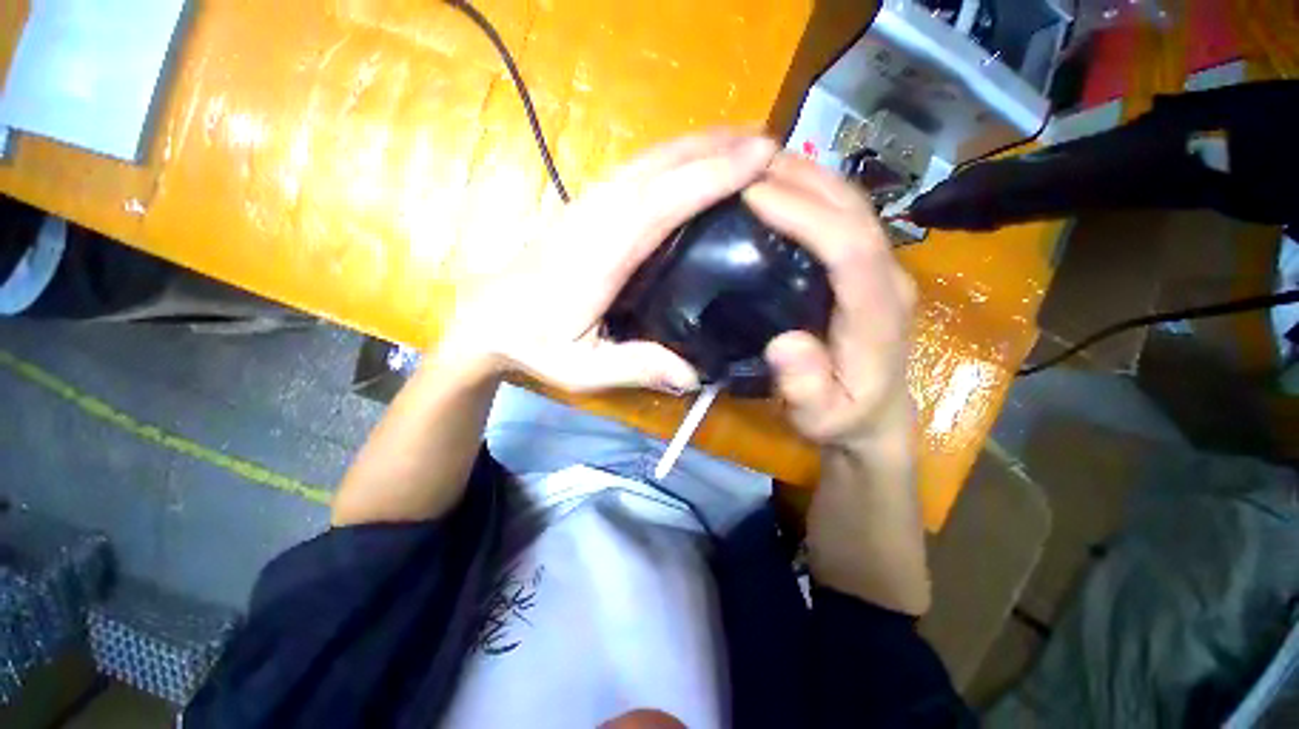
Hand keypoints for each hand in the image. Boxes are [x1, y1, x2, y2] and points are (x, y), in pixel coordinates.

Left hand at [439, 131, 778, 392]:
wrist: (486, 317)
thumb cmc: (534, 343)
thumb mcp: (582, 369)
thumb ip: (637, 368)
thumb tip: (694, 374)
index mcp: (600, 255)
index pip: (661, 202)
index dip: (710, 177)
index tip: (758, 158)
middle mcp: (596, 217)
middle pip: (660, 167)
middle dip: (716, 148)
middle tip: (769, 142)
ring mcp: (589, 205)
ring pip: (649, 161)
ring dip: (698, 145)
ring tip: (743, 139)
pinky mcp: (587, 206)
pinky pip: (638, 170)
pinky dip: (674, 157)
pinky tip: (694, 159)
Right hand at [744, 154, 916, 448]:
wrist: (875, 418)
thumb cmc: (843, 418)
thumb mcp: (820, 417)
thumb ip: (806, 388)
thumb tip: (785, 342)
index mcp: (877, 313)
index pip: (850, 247)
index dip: (805, 215)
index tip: (753, 194)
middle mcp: (887, 279)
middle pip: (855, 211)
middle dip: (803, 179)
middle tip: (747, 160)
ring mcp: (881, 269)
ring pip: (852, 206)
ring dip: (808, 177)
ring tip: (759, 163)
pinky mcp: (866, 270)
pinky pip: (843, 219)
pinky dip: (811, 195)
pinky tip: (780, 190)